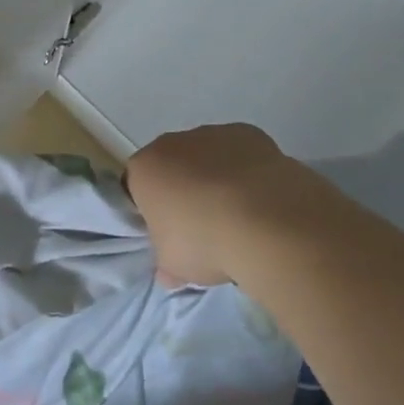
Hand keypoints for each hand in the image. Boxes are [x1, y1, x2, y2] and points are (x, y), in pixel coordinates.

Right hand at [125, 123, 297, 285]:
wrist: (266, 221)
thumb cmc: (205, 242)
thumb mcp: (175, 265)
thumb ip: (166, 262)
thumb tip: (169, 271)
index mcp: (144, 169)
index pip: (137, 186)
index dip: (152, 210)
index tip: (169, 233)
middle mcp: (171, 143)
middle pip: (172, 165)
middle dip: (184, 190)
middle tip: (204, 226)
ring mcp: (211, 134)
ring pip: (207, 157)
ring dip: (216, 178)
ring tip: (241, 217)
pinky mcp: (248, 134)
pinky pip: (241, 153)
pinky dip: (247, 171)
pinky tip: (263, 199)